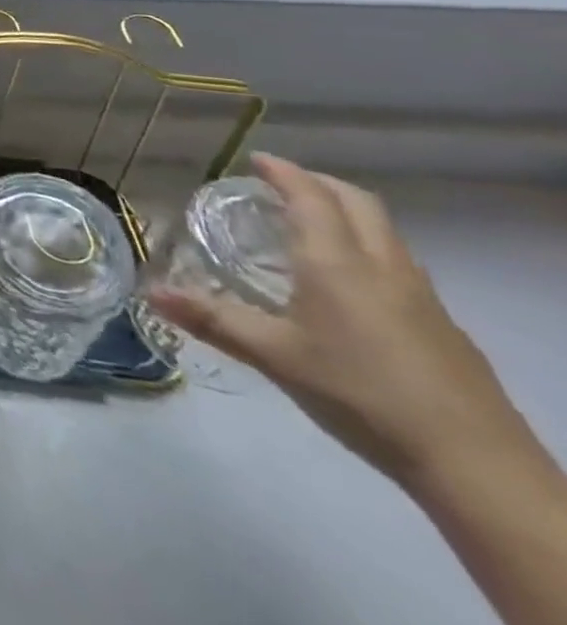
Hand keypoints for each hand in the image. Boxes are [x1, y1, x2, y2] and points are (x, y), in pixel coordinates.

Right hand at [149, 154, 523, 489]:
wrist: (475, 464)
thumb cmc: (360, 394)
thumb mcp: (274, 357)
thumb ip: (212, 320)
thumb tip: (150, 293)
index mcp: (335, 262)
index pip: (310, 197)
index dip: (284, 172)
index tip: (257, 160)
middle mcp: (381, 266)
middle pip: (358, 203)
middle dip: (319, 184)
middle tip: (282, 184)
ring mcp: (421, 296)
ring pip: (384, 232)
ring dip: (347, 214)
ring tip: (311, 226)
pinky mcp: (443, 326)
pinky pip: (399, 264)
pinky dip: (367, 248)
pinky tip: (350, 284)